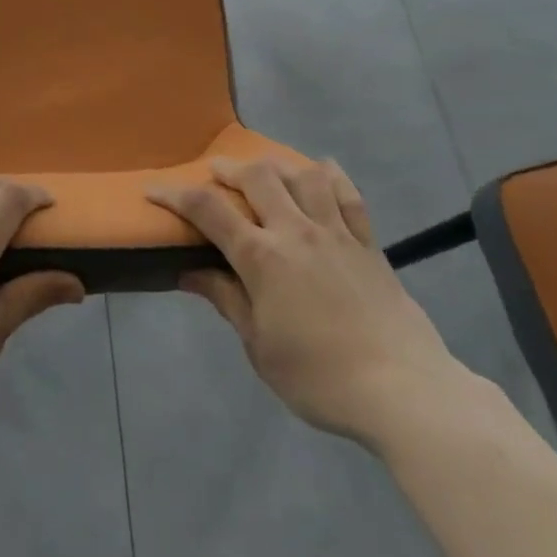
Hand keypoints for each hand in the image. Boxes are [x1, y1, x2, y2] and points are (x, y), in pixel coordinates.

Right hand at [150, 157, 469, 450]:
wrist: (402, 390)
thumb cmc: (319, 377)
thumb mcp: (259, 347)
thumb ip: (225, 300)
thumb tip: (188, 272)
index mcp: (262, 258)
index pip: (209, 211)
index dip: (175, 195)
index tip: (153, 190)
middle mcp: (295, 231)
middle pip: (257, 177)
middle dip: (229, 169)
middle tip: (215, 173)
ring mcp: (336, 232)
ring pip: (302, 175)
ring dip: (277, 166)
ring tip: (265, 171)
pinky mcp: (368, 243)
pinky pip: (349, 195)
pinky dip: (332, 177)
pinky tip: (322, 170)